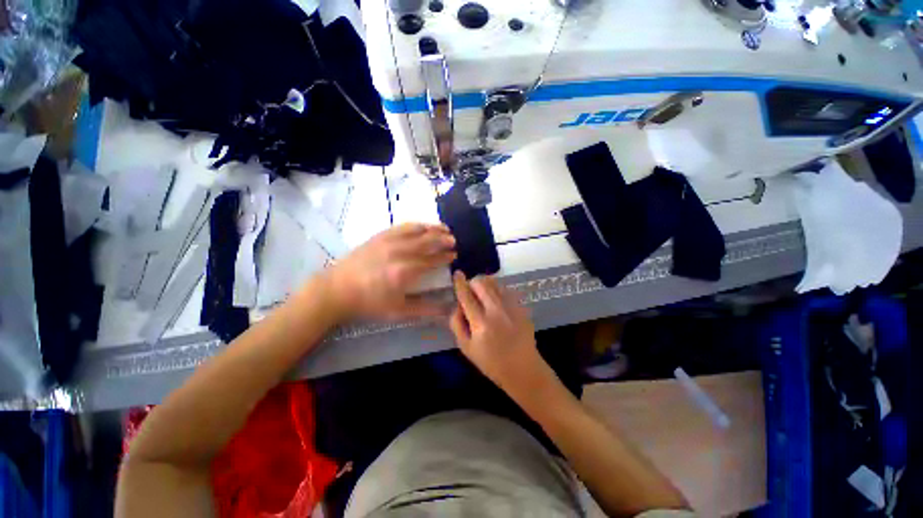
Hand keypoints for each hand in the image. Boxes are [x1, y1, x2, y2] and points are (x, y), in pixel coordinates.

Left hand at [324, 223, 455, 319]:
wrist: (337, 290)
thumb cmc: (369, 303)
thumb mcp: (398, 311)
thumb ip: (425, 309)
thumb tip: (447, 310)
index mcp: (405, 271)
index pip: (432, 260)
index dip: (445, 257)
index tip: (455, 255)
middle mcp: (399, 252)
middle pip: (428, 242)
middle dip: (444, 240)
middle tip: (454, 241)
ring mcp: (389, 241)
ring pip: (417, 230)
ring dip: (434, 229)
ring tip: (445, 229)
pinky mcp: (380, 236)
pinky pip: (403, 226)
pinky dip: (417, 225)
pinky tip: (423, 226)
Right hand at [449, 272, 550, 397]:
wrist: (523, 369)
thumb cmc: (491, 362)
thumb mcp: (466, 348)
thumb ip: (457, 324)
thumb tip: (457, 305)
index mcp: (481, 323)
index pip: (466, 295)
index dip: (460, 283)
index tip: (457, 273)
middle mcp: (497, 311)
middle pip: (482, 283)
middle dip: (473, 282)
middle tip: (470, 291)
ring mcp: (511, 307)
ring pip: (495, 283)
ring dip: (485, 284)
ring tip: (483, 295)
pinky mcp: (521, 307)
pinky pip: (505, 289)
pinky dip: (497, 290)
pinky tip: (496, 302)